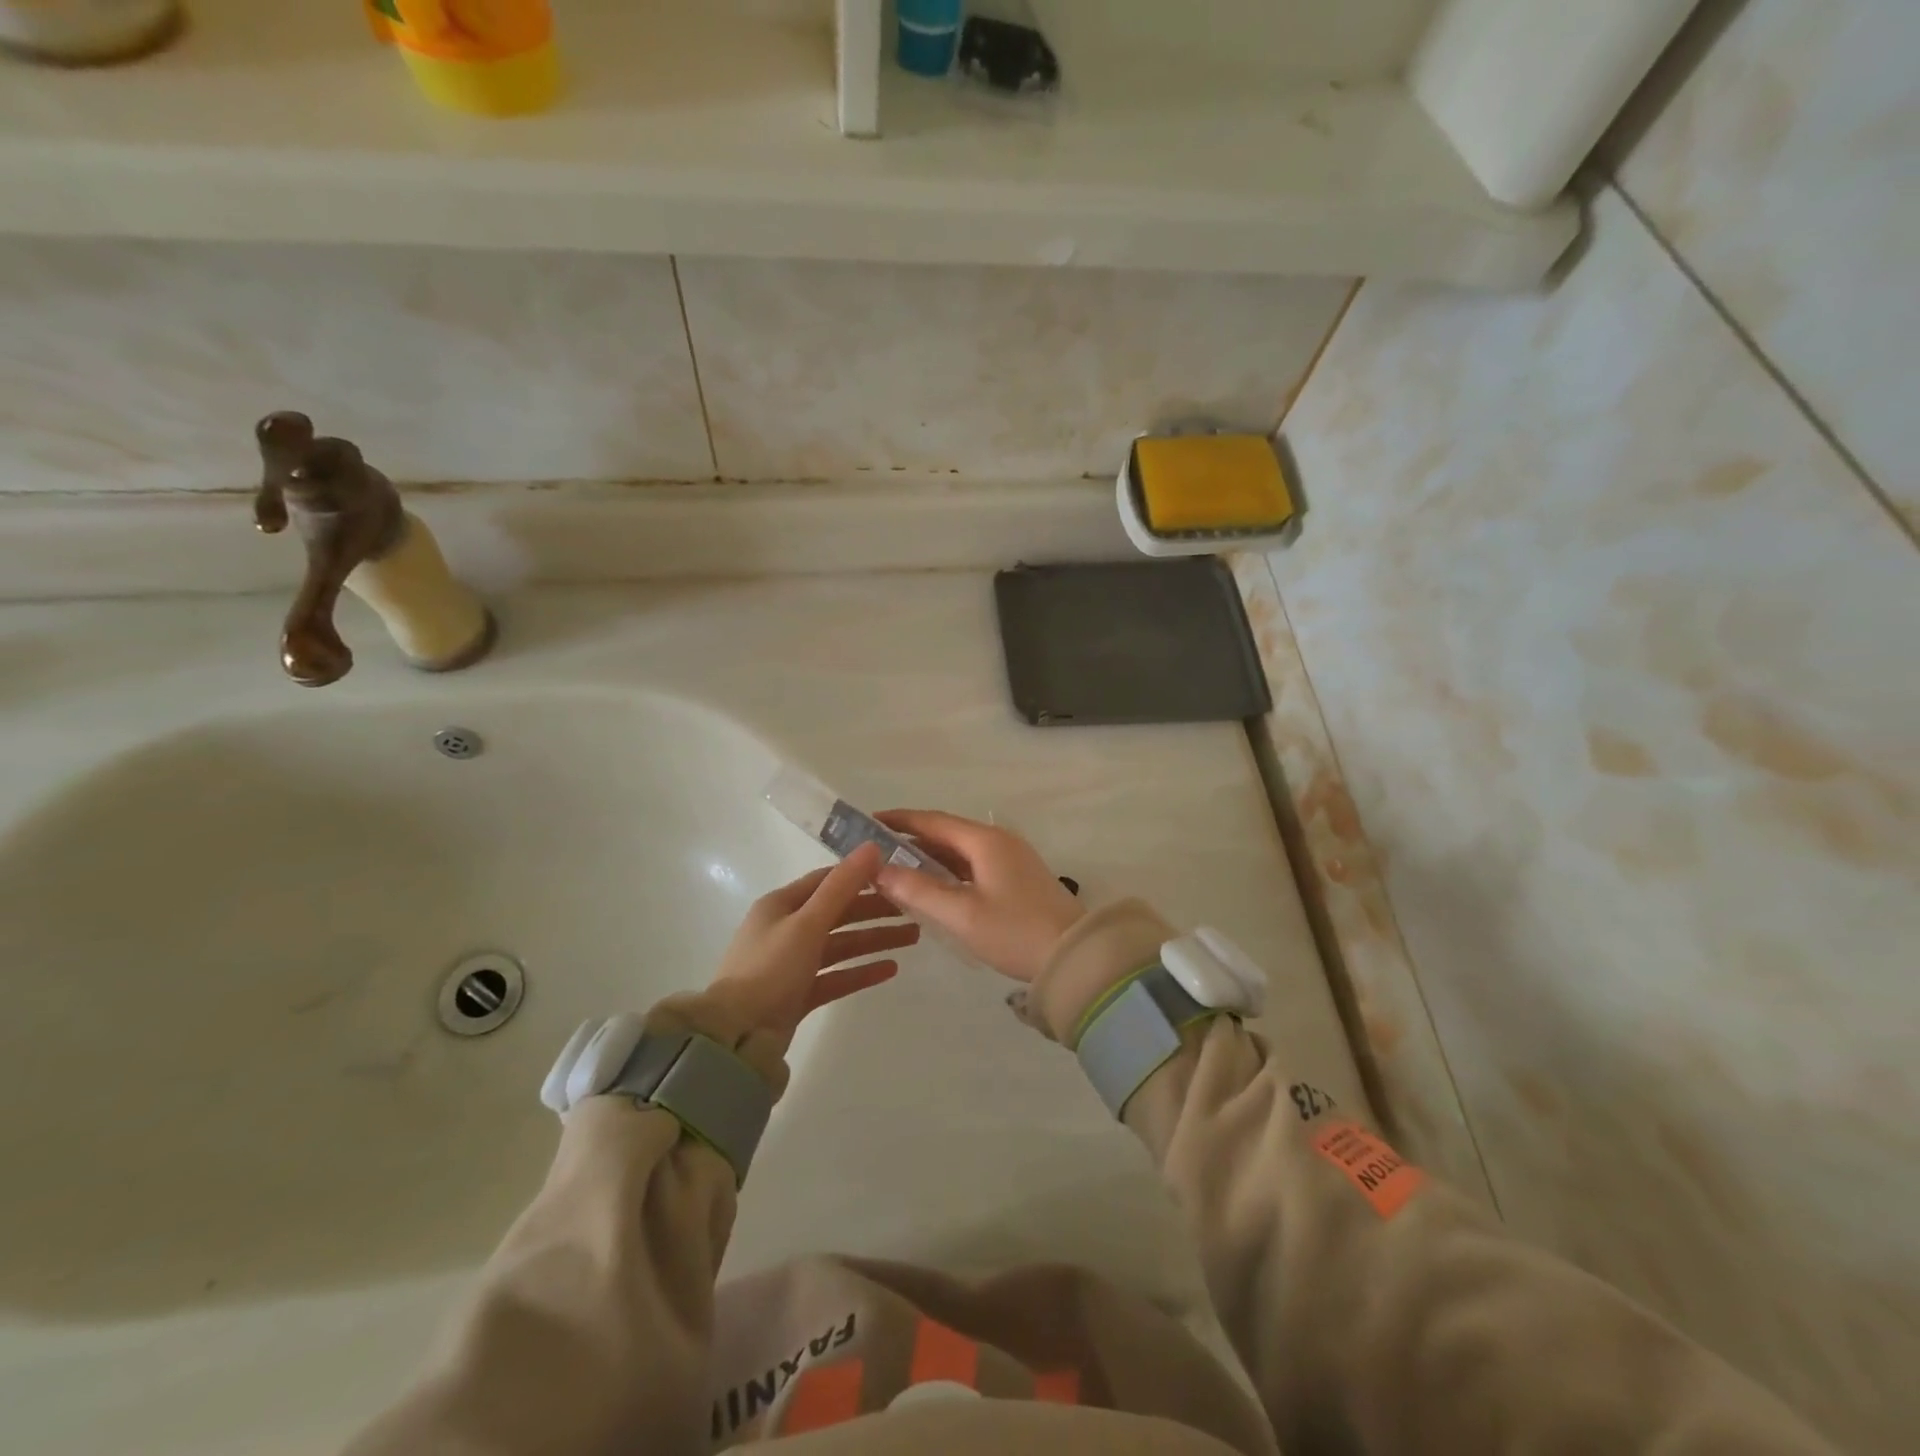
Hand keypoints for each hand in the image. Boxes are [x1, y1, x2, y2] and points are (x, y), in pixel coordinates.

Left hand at [708, 844, 916, 1053]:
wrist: (737, 1036)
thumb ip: (842, 886)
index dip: (862, 876)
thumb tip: (872, 846)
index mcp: (781, 904)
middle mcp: (786, 929)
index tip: (897, 875)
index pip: (827, 880)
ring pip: (841, 945)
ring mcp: (792, 964)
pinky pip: (836, 976)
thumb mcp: (807, 922)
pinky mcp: (798, 994)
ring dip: (874, 939)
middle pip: (838, 913)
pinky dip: (861, 971)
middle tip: (915, 911)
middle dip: (875, 911)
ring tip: (913, 938)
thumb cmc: (771, 968)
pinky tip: (891, 969)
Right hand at [873, 810, 1085, 982]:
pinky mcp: (1018, 877)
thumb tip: (880, 870)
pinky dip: (949, 869)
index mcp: (984, 840)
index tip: (868, 822)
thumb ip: (918, 890)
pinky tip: (933, 886)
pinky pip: (974, 864)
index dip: (899, 820)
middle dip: (910, 838)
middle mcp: (999, 840)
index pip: (932, 820)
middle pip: (947, 832)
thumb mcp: (961, 914)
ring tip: (896, 868)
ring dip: (930, 856)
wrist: (1074, 956)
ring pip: (961, 849)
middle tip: (876, 850)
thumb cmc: (1014, 932)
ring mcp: (1012, 858)